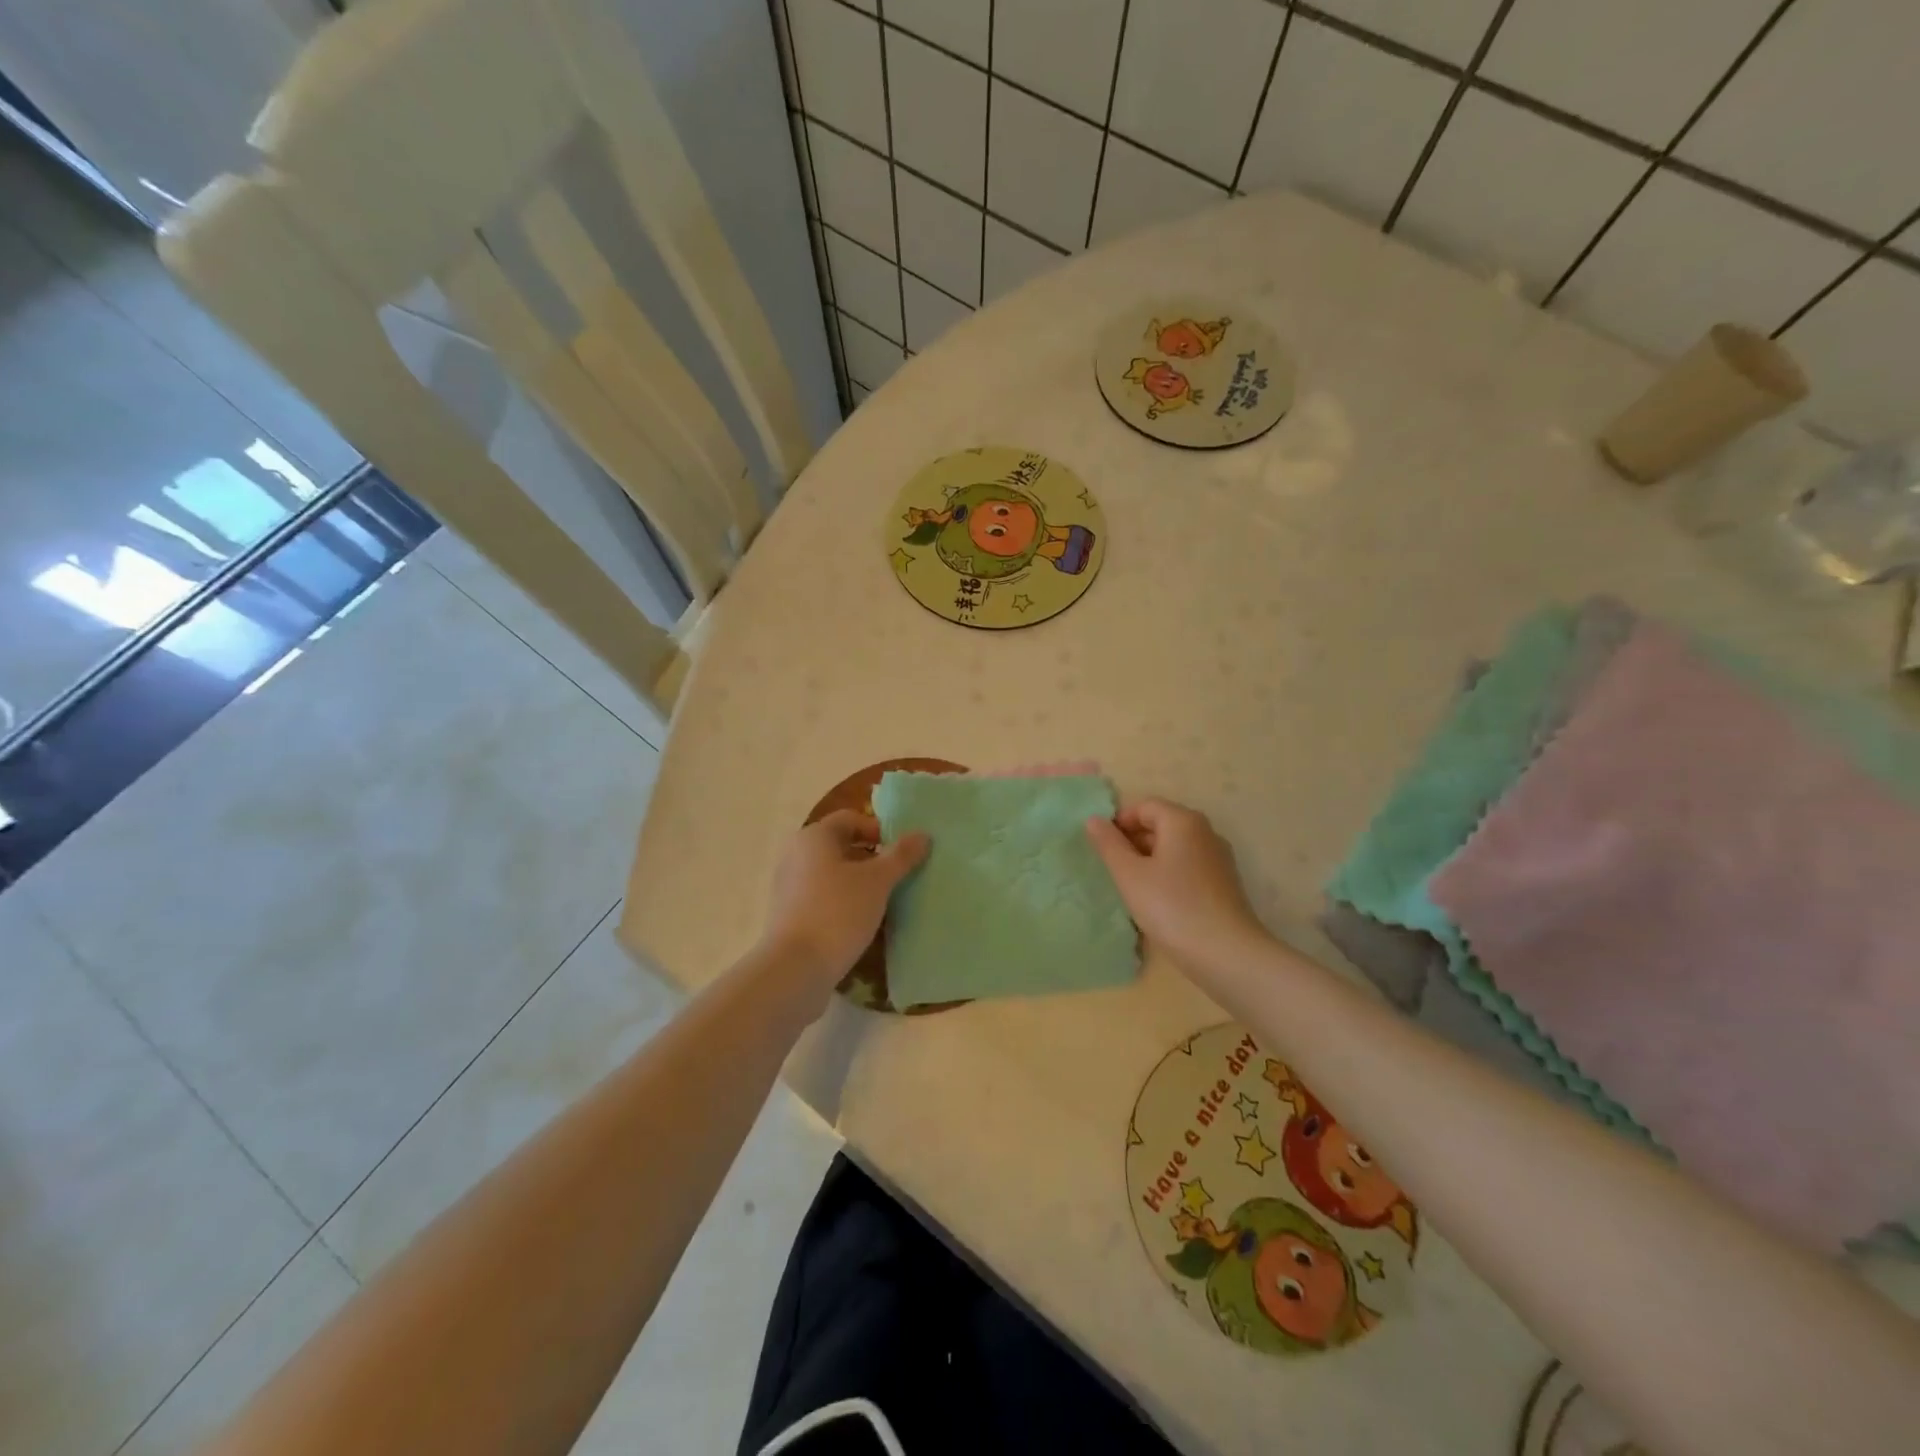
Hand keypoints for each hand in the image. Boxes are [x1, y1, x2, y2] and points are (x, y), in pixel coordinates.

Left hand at [759, 810, 928, 1002]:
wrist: (795, 969)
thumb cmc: (838, 912)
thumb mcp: (878, 881)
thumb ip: (901, 856)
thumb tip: (922, 835)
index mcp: (814, 837)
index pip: (851, 819)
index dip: (879, 830)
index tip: (902, 853)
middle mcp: (796, 854)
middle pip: (841, 846)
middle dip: (872, 858)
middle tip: (898, 876)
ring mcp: (788, 886)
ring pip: (832, 874)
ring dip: (858, 882)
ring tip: (884, 901)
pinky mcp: (788, 914)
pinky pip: (822, 897)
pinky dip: (843, 902)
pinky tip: (861, 922)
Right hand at [1086, 799, 1266, 973]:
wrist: (1226, 954)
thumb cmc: (1172, 907)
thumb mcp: (1130, 875)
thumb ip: (1109, 844)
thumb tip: (1093, 819)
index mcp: (1183, 821)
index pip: (1144, 805)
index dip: (1119, 822)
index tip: (1101, 848)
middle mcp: (1205, 832)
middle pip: (1161, 823)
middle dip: (1132, 841)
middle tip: (1112, 869)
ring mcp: (1218, 858)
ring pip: (1174, 847)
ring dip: (1149, 860)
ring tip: (1130, 887)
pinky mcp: (1224, 883)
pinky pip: (1187, 867)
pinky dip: (1168, 875)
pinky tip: (1157, 901)